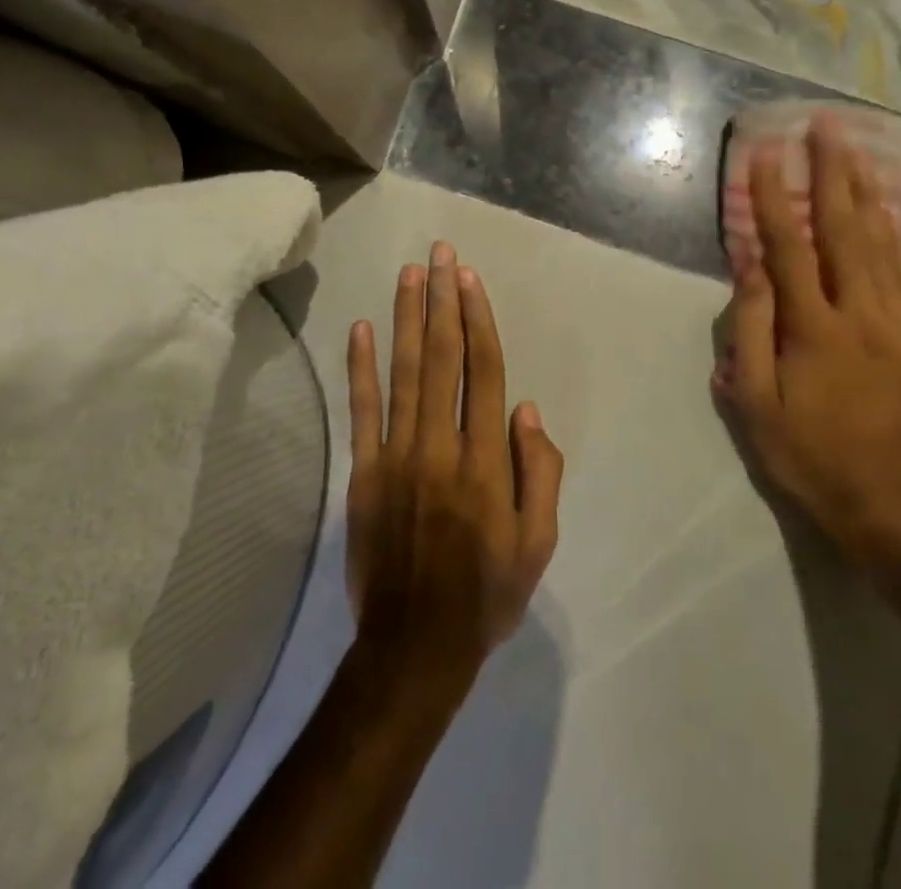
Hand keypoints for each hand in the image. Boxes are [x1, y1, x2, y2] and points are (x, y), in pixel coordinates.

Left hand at [345, 242, 563, 697]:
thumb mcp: (539, 543)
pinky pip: (362, 412)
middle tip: (440, 254)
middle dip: (441, 300)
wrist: (414, 647)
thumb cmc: (487, 593)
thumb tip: (526, 410)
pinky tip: (361, 329)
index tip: (469, 279)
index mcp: (485, 461)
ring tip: (409, 274)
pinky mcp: (363, 473)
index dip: (477, 320)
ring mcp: (396, 457)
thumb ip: (540, 472)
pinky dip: (360, 368)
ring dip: (405, 318)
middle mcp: (440, 445)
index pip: (483, 372)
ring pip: (403, 373)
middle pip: (442, 358)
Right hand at [722, 113, 900, 559]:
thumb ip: (751, 329)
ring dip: (867, 192)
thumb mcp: (755, 400)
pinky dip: (897, 236)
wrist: (885, 504)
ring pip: (884, 246)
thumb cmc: (803, 451)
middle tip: (827, 126)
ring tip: (858, 150)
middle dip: (834, 173)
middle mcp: (863, 317)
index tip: (768, 153)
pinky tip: (888, 209)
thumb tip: (750, 267)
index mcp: (815, 332)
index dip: (776, 198)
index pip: (790, 248)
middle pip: (847, 231)